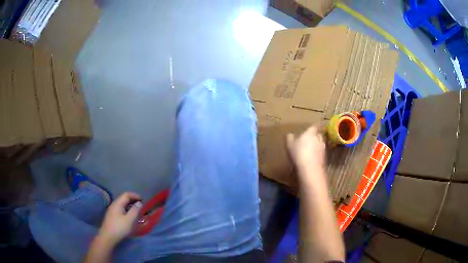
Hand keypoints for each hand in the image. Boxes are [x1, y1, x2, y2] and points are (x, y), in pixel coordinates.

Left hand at [98, 192, 141, 244]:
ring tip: (137, 210)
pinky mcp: (112, 216)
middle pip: (123, 198)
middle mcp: (114, 204)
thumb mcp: (129, 220)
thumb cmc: (120, 228)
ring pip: (122, 204)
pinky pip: (120, 209)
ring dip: (130, 205)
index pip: (126, 194)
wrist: (108, 236)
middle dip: (133, 200)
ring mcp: (112, 210)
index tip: (143, 200)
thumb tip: (139, 203)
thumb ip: (135, 210)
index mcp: (118, 203)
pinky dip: (127, 209)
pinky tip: (130, 216)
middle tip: (141, 205)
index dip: (135, 195)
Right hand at [286, 125, 325, 175]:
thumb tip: (290, 134)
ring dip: (317, 146)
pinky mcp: (324, 157)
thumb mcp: (290, 145)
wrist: (310, 167)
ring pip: (320, 144)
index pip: (313, 127)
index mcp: (310, 133)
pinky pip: (321, 153)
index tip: (308, 131)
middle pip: (318, 135)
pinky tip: (313, 158)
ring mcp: (323, 148)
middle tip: (309, 140)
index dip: (311, 129)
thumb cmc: (299, 153)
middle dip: (315, 137)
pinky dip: (318, 154)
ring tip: (311, 150)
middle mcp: (318, 139)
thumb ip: (290, 138)